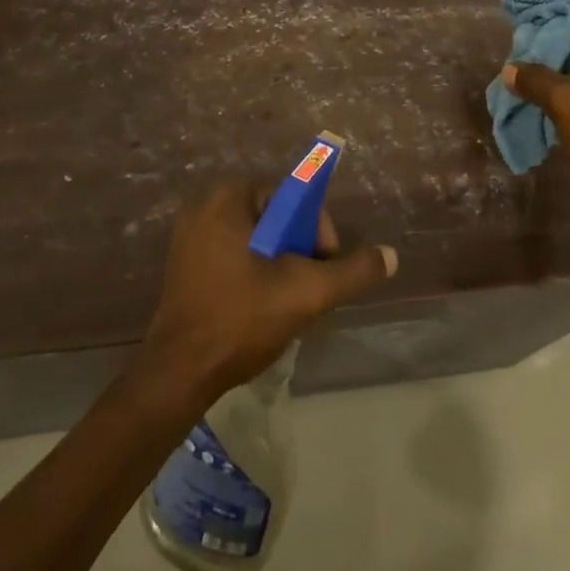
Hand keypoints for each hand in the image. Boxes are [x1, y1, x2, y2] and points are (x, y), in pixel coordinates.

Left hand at [136, 184, 396, 405]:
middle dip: (298, 249)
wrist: (179, 373)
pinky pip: (232, 255)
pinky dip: (253, 273)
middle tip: (309, 286)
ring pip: (255, 240)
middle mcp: (203, 208)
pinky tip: (260, 309)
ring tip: (288, 301)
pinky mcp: (183, 267)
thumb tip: (390, 256)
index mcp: (226, 199)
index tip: (323, 264)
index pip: (290, 197)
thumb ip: (352, 271)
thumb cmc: (241, 318)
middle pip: (273, 218)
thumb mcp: (306, 292)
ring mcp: (188, 238)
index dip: (315, 228)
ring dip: (278, 264)